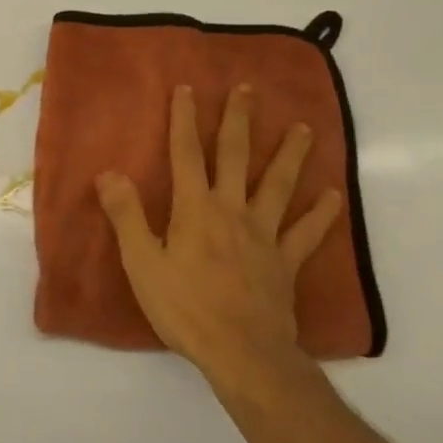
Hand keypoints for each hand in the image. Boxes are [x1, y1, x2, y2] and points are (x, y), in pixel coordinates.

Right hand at [96, 84, 340, 396]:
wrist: (242, 353)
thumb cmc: (185, 307)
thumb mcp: (142, 263)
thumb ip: (126, 215)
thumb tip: (109, 173)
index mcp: (195, 209)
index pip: (186, 154)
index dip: (184, 120)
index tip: (187, 89)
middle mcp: (232, 210)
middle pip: (236, 157)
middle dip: (239, 120)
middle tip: (248, 89)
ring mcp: (264, 235)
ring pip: (278, 186)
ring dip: (290, 155)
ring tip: (303, 128)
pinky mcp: (286, 262)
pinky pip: (307, 233)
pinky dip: (322, 214)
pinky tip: (333, 196)